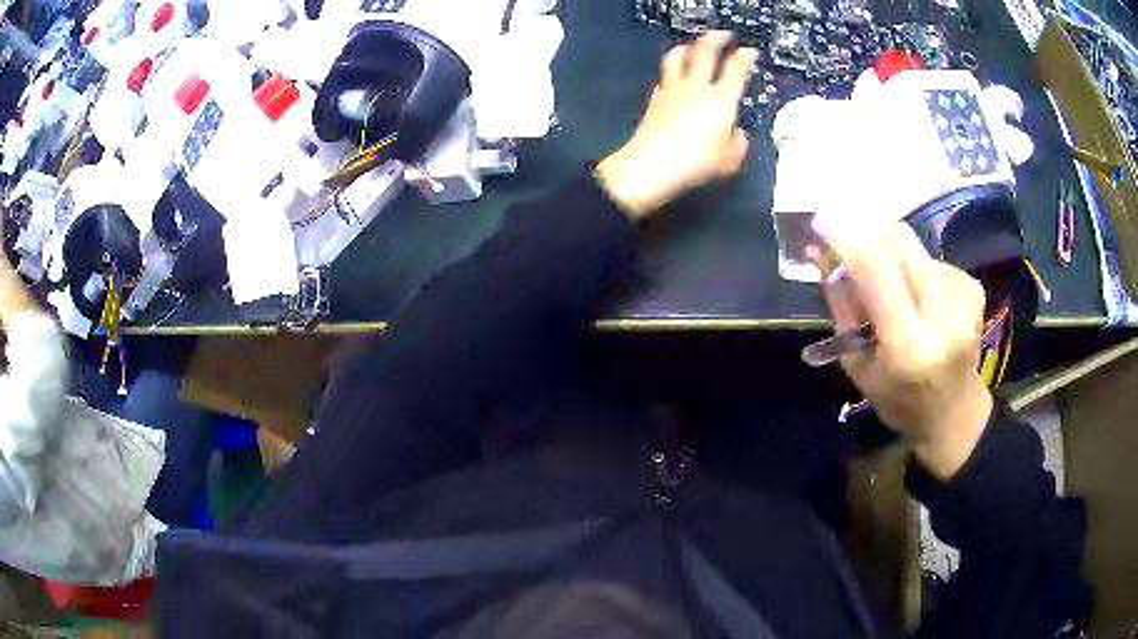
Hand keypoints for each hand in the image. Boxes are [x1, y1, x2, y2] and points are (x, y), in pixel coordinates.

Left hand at [596, 32, 756, 218]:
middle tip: (723, 35)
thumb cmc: (695, 164)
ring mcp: (674, 88)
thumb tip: (738, 134)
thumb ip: (738, 144)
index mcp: (721, 100)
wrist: (651, 165)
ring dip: (689, 47)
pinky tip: (675, 75)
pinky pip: (665, 75)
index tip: (749, 51)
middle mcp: (698, 87)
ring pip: (680, 56)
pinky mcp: (656, 96)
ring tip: (694, 46)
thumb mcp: (729, 161)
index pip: (736, 69)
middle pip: (705, 51)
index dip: (745, 56)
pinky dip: (673, 69)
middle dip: (716, 38)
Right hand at [816, 221, 992, 479]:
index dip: (845, 236)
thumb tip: (821, 254)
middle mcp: (941, 316)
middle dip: (866, 229)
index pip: (876, 268)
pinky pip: (931, 258)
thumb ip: (842, 308)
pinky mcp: (972, 287)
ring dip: (890, 254)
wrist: (956, 415)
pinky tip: (918, 296)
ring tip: (889, 286)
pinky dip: (914, 267)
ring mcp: (963, 297)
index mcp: (908, 345)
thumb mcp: (858, 367)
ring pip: (913, 246)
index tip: (821, 220)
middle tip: (846, 237)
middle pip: (899, 241)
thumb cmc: (900, 401)